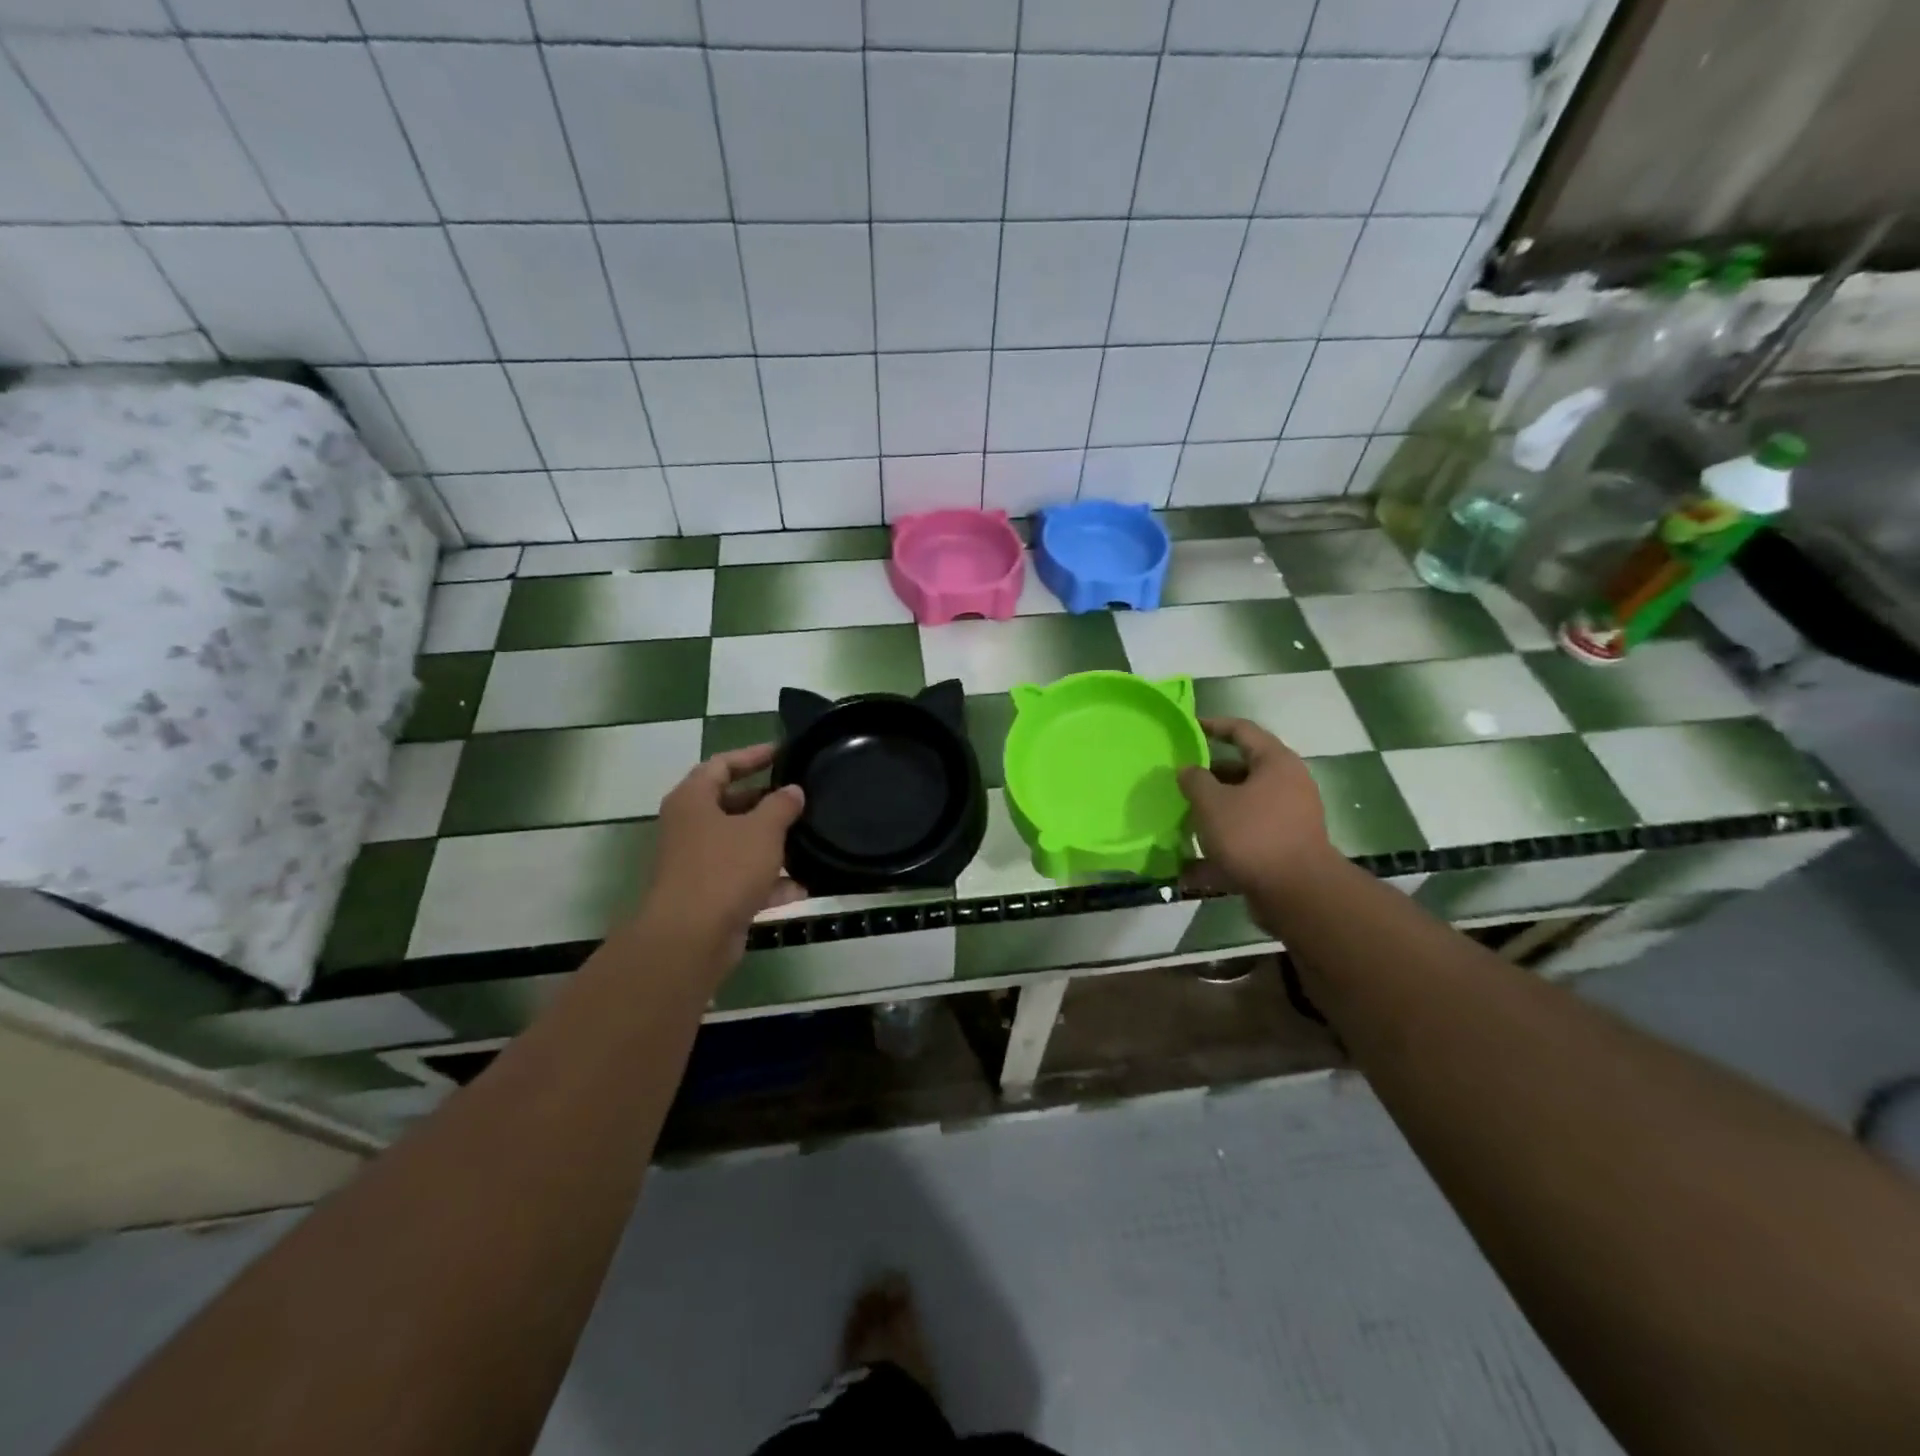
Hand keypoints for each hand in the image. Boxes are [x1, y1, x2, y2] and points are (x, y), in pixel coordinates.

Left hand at [637, 744, 806, 960]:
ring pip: (740, 844)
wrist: (690, 939)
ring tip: (808, 837)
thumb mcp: (762, 830)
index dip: (753, 755)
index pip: (722, 764)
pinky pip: (744, 880)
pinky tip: (802, 886)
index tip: (783, 752)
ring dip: (771, 844)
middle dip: (766, 802)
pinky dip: (770, 882)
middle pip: (731, 804)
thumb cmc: (724, 870)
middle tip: (801, 796)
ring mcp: (698, 864)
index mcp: (693, 800)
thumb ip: (781, 805)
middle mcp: (690, 828)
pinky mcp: (709, 897)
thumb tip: (793, 791)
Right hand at [1178, 717, 1334, 896]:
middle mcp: (1287, 785)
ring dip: (1213, 813)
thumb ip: (1194, 780)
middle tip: (1179, 781)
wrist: (1297, 893)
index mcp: (1275, 763)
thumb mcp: (1212, 802)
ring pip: (1242, 807)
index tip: (1188, 728)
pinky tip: (1189, 867)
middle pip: (1242, 771)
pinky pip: (1245, 839)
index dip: (1213, 726)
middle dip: (1208, 777)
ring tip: (1181, 820)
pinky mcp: (1283, 849)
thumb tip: (1188, 770)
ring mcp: (1288, 819)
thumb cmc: (1252, 835)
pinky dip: (1220, 847)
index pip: (1242, 731)